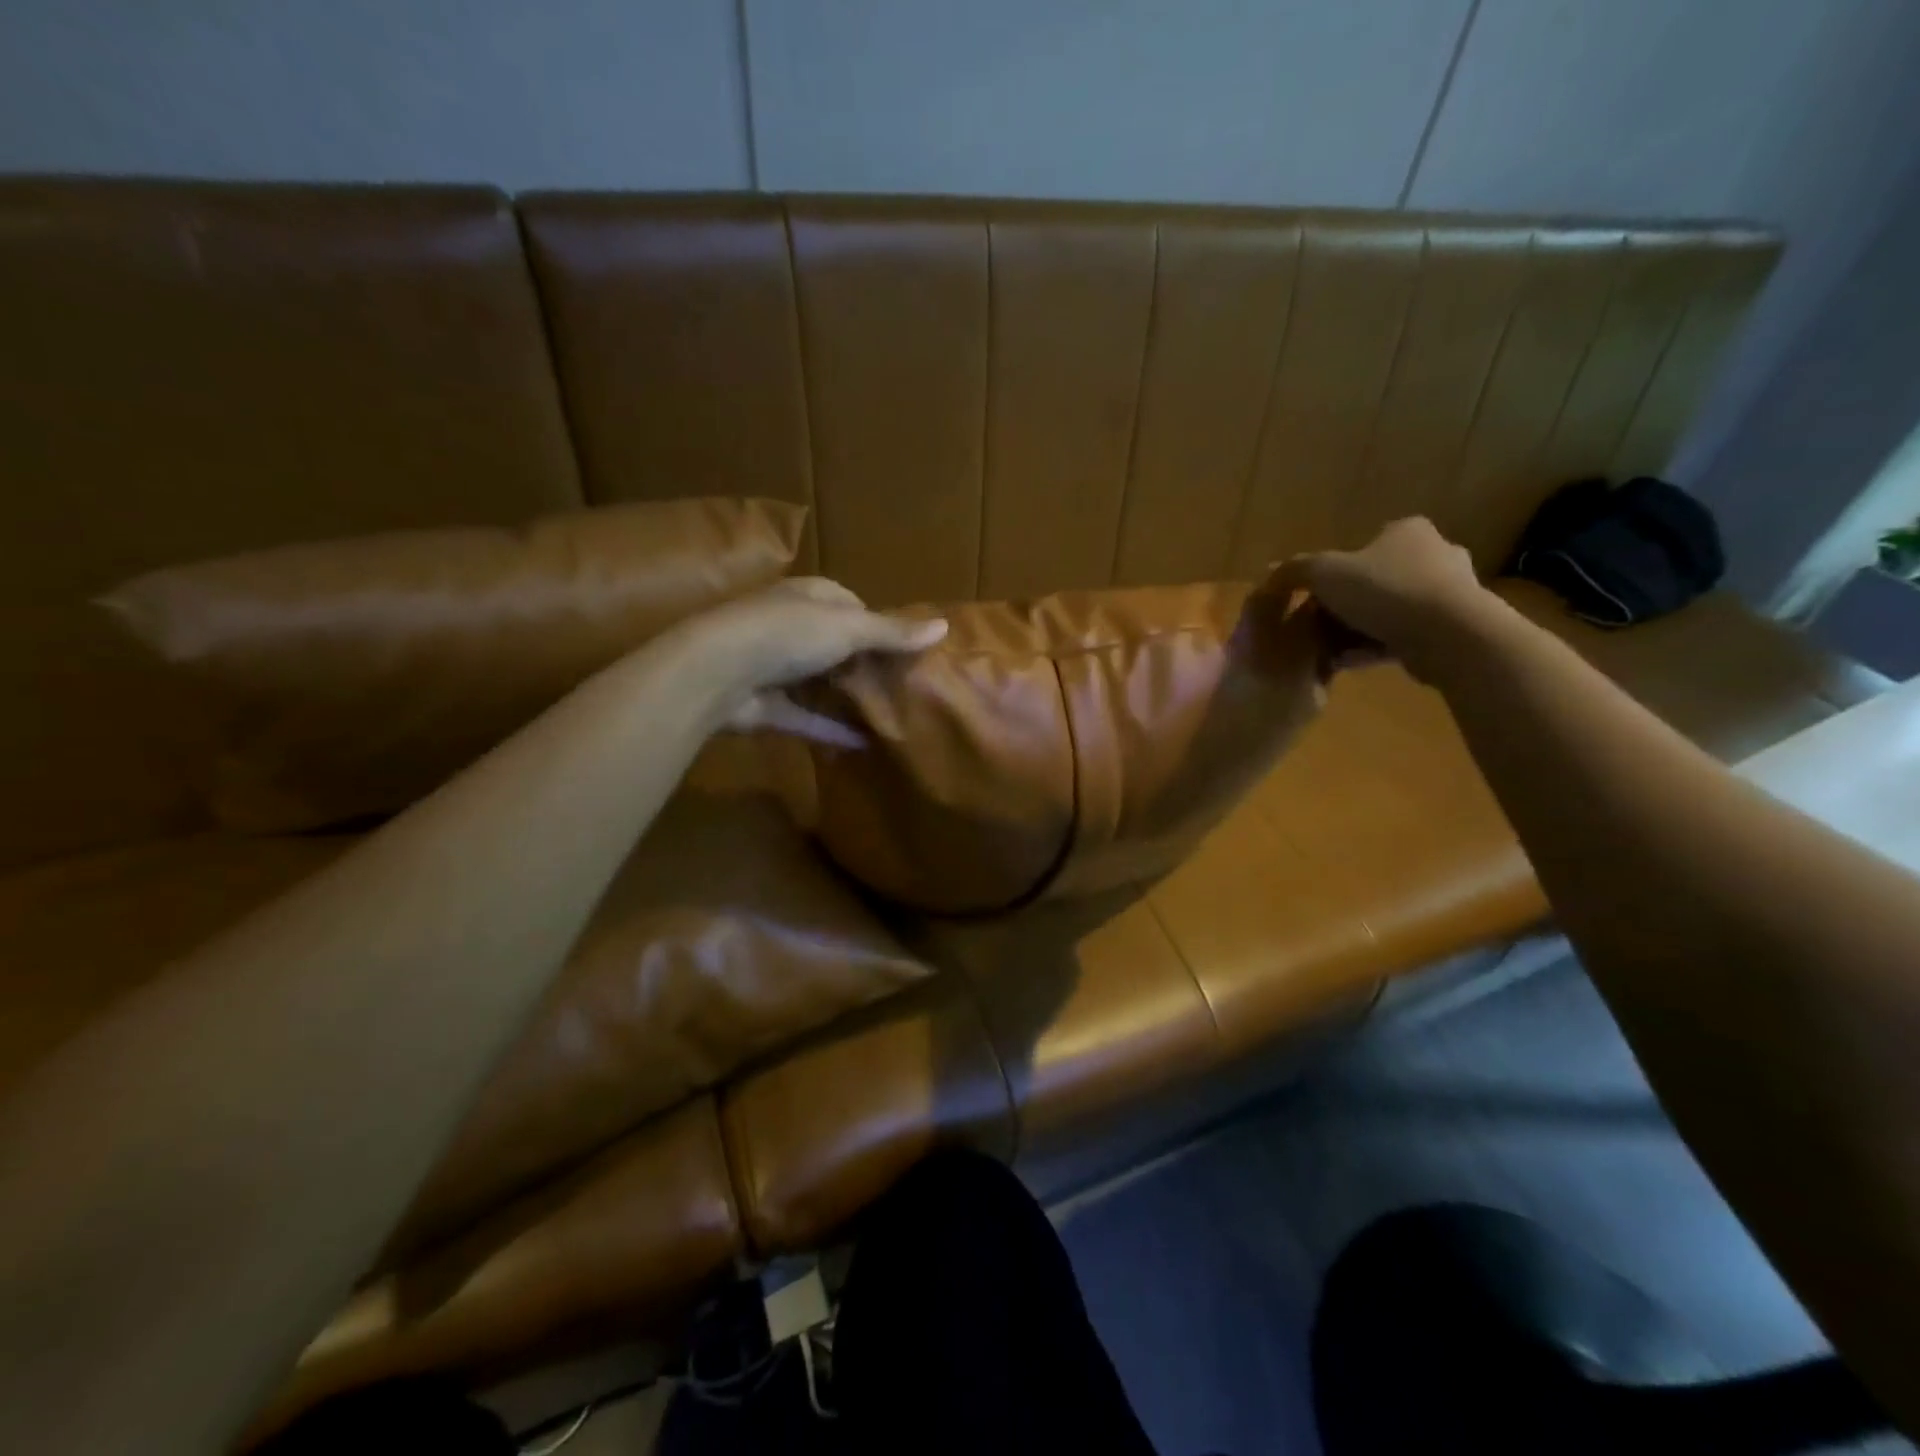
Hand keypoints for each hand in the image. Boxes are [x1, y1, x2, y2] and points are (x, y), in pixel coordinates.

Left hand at [677, 577, 947, 745]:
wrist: (718, 672)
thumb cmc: (788, 634)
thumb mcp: (849, 627)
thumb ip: (892, 632)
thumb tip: (945, 626)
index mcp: (809, 596)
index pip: (851, 604)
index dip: (879, 624)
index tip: (907, 650)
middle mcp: (791, 627)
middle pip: (837, 645)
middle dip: (866, 665)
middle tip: (904, 688)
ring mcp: (776, 667)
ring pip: (821, 683)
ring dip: (848, 698)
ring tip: (889, 717)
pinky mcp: (767, 705)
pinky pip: (807, 717)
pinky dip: (831, 729)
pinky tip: (863, 745)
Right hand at [1262, 518, 1493, 682]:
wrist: (1449, 635)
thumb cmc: (1385, 591)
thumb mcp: (1324, 573)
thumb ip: (1295, 570)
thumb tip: (1269, 574)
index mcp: (1407, 532)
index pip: (1364, 547)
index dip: (1335, 573)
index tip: (1316, 598)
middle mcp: (1436, 554)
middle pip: (1376, 581)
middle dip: (1347, 605)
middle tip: (1320, 627)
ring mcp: (1451, 592)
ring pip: (1390, 611)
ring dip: (1359, 630)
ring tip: (1331, 651)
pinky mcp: (1456, 627)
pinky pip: (1405, 635)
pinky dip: (1378, 646)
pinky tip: (1353, 663)